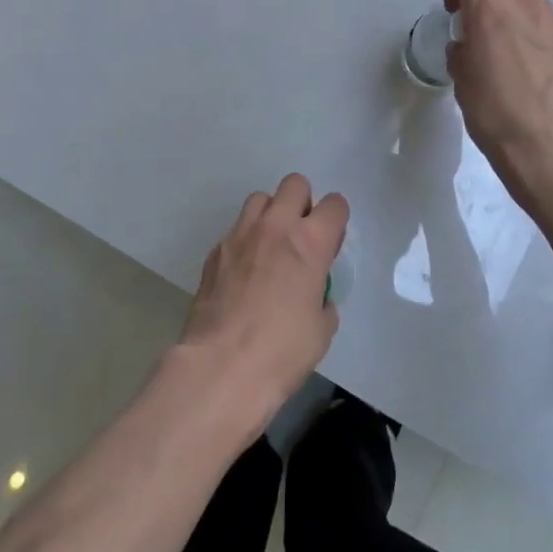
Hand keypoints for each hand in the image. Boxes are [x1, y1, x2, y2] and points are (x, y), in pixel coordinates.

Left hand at [178, 174, 347, 431]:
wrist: (221, 367)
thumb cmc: (282, 351)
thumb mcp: (322, 328)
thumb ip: (322, 298)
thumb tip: (314, 295)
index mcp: (310, 242)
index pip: (334, 204)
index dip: (337, 220)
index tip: (332, 242)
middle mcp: (275, 227)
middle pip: (294, 184)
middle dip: (303, 203)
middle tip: (301, 237)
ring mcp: (240, 235)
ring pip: (260, 199)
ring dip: (271, 215)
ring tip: (270, 247)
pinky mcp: (215, 251)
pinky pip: (236, 230)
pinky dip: (245, 241)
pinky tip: (244, 272)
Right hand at [445, 0, 552, 224]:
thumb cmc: (496, 119)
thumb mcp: (463, 86)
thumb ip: (463, 56)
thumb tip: (467, 47)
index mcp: (491, 16)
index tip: (455, 12)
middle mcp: (528, 12)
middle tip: (493, 16)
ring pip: (540, 4)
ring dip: (522, 20)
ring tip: (510, 64)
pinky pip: (552, 37)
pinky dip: (539, 48)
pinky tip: (532, 85)